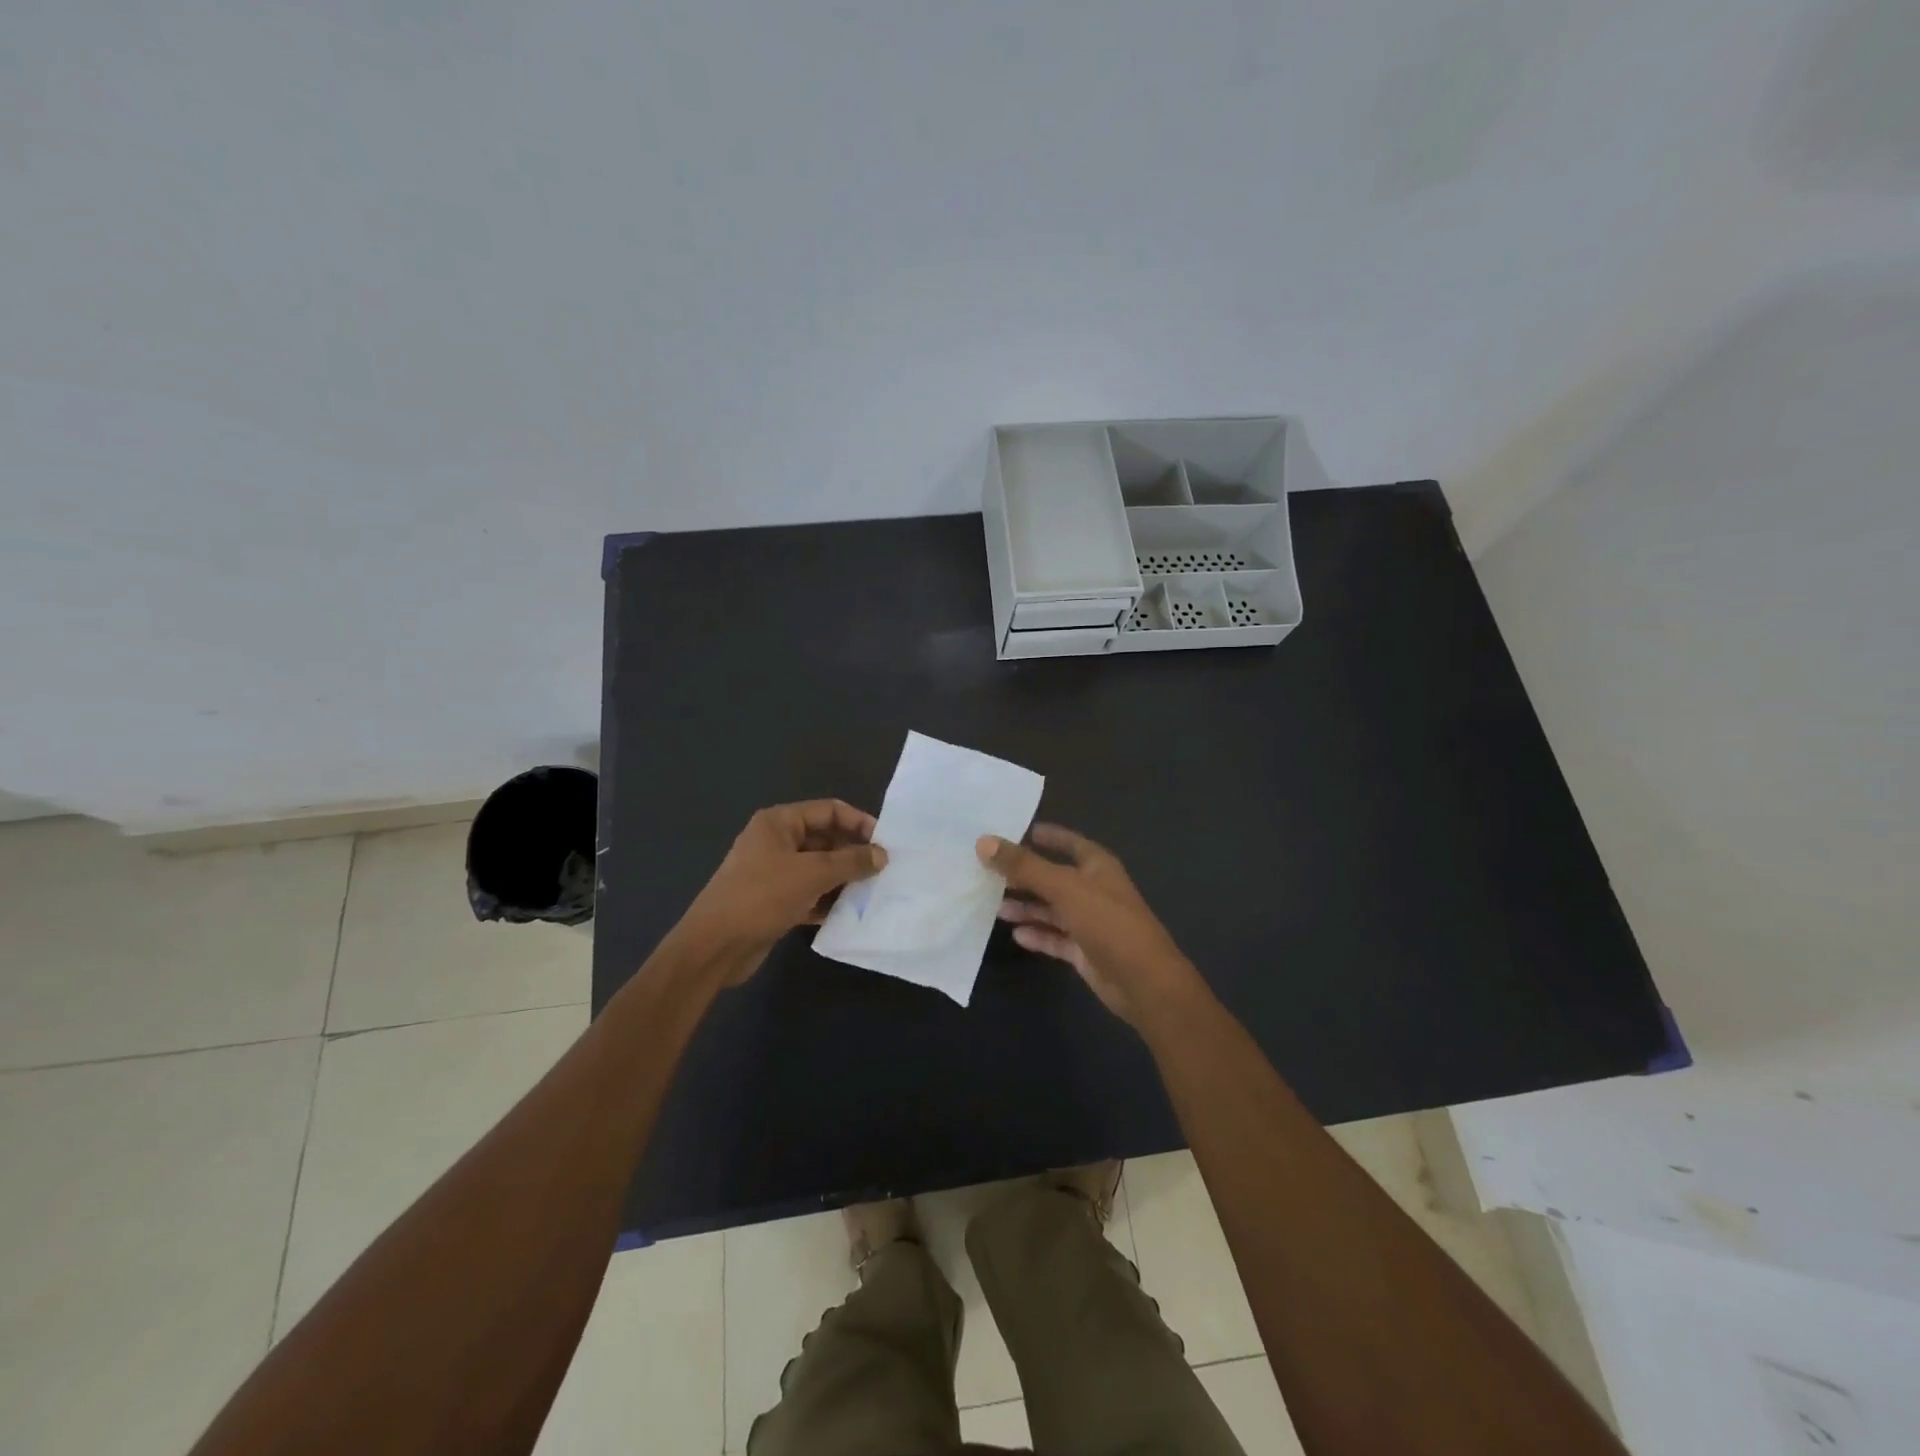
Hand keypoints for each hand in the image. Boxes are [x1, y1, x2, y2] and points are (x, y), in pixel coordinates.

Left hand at [681, 800, 886, 981]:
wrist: (715, 947)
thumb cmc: (762, 897)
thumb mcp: (812, 874)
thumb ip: (851, 861)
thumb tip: (882, 855)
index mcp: (779, 822)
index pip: (829, 811)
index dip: (859, 822)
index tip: (885, 843)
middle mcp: (776, 842)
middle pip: (825, 839)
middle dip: (854, 854)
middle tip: (884, 870)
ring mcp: (774, 873)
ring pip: (819, 869)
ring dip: (844, 879)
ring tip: (874, 892)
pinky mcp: (775, 901)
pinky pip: (810, 893)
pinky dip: (828, 900)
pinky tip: (850, 913)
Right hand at [976, 824, 1198, 1022]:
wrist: (1142, 981)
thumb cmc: (1107, 921)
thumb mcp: (1063, 887)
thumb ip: (1024, 866)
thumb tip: (984, 842)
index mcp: (1097, 866)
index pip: (1069, 842)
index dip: (1046, 835)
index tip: (1016, 831)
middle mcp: (1094, 890)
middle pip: (1054, 877)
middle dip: (1025, 875)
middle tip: (989, 871)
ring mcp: (1090, 922)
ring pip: (1052, 909)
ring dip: (1027, 907)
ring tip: (994, 906)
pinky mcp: (1085, 951)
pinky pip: (1056, 938)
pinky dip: (1037, 935)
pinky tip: (1016, 935)